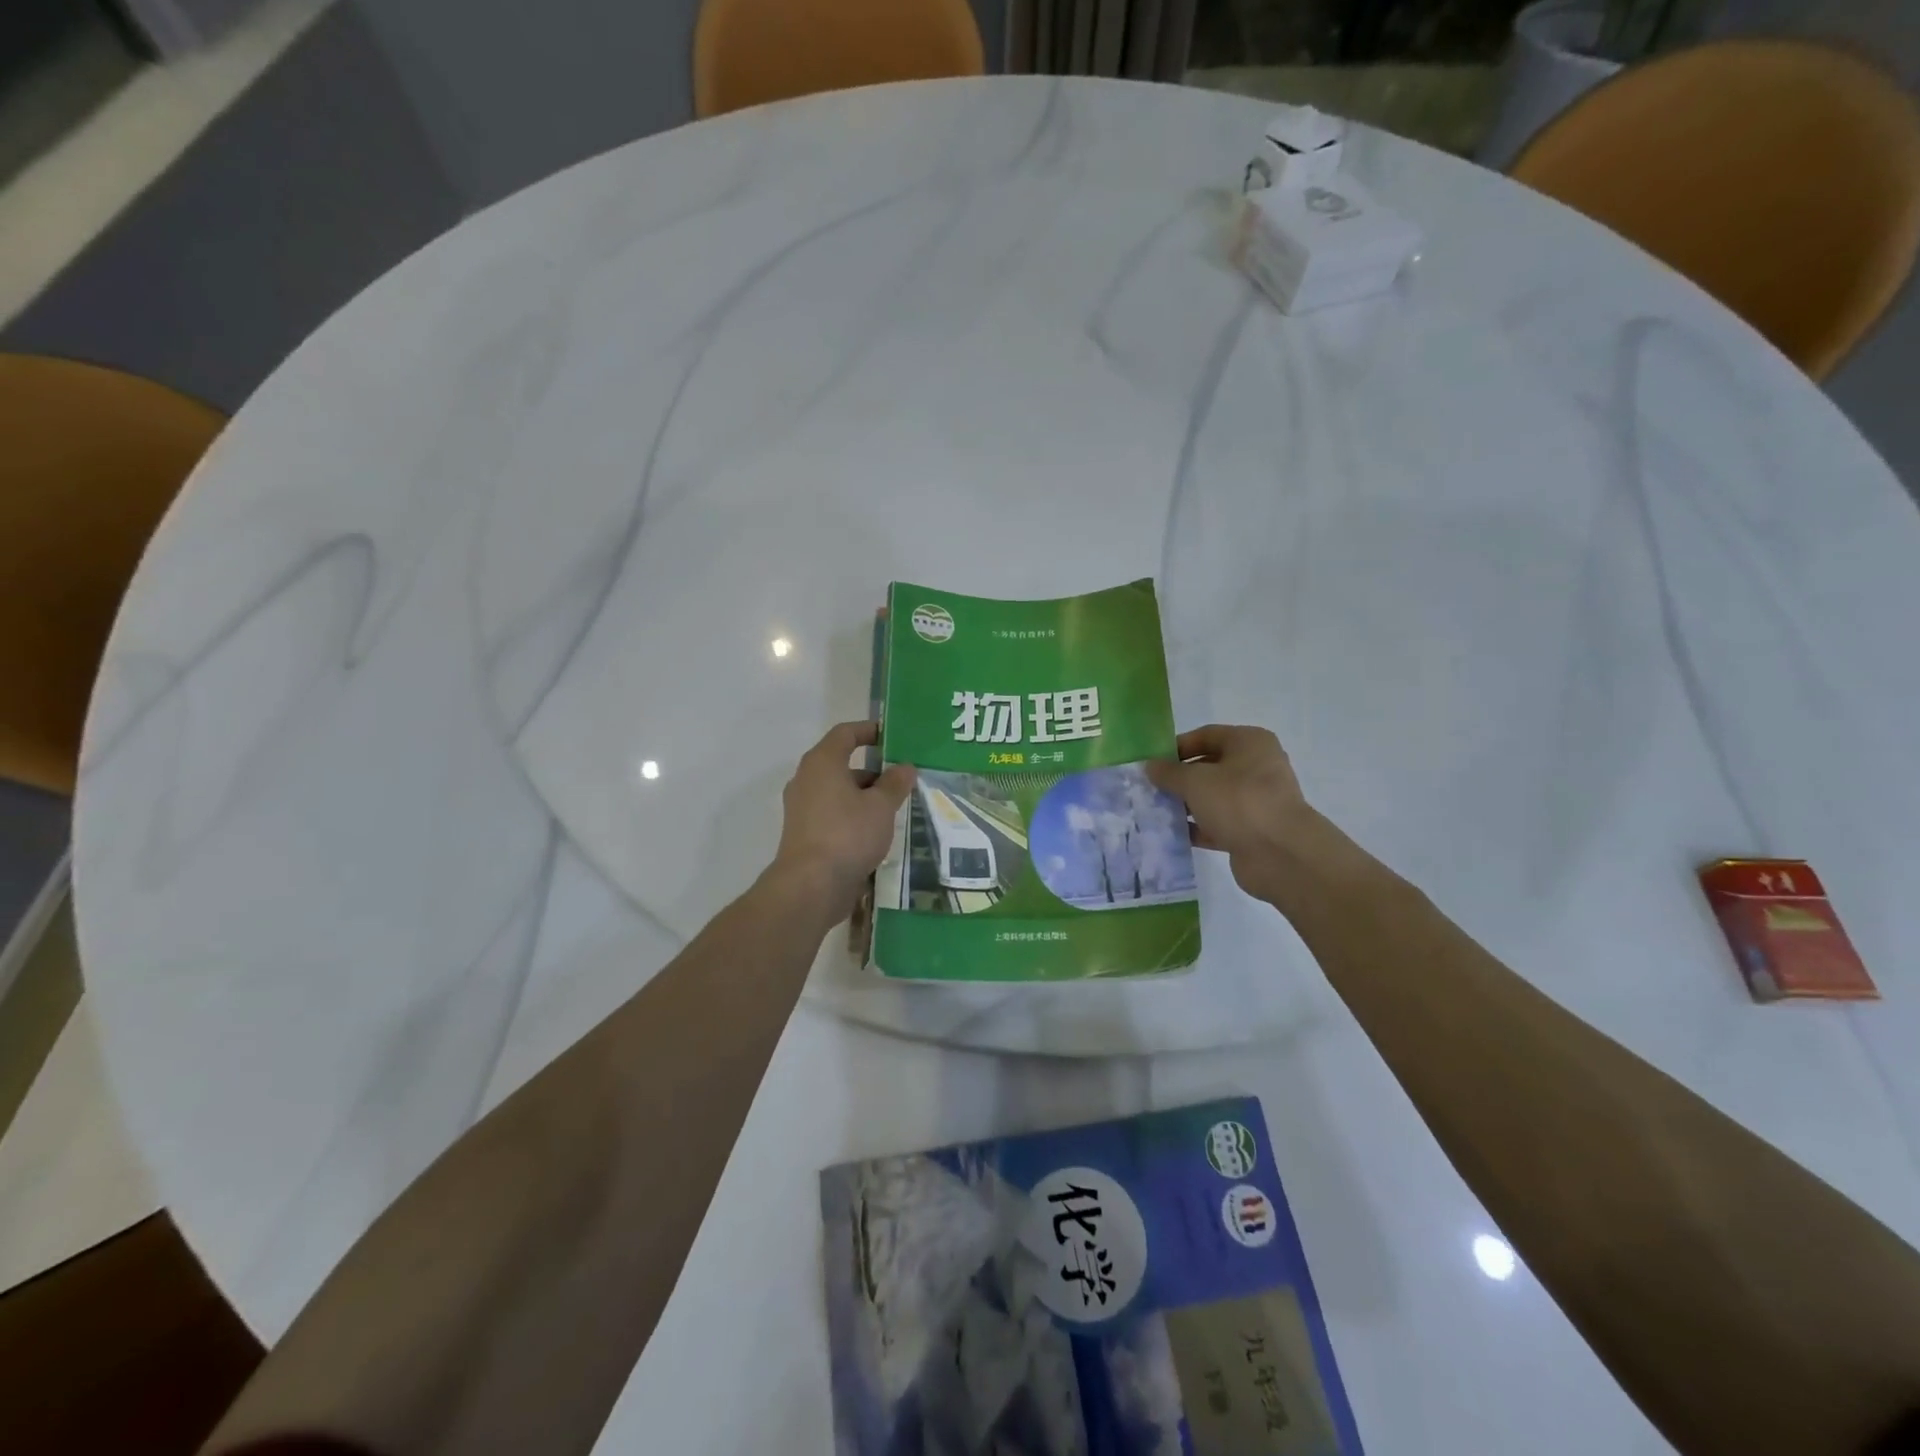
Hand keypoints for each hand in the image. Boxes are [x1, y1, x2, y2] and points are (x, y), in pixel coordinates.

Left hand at [770, 721, 915, 919]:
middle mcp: (807, 780)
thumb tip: (905, 767)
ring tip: (895, 810)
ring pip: (838, 792)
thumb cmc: (848, 834)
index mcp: (822, 763)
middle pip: (842, 764)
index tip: (890, 737)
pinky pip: (833, 815)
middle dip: (873, 771)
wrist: (811, 886)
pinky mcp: (804, 834)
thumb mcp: (881, 806)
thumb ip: (895, 783)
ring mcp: (802, 808)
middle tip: (902, 780)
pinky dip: (853, 816)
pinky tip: (876, 833)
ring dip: (865, 797)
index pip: (845, 733)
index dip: (868, 731)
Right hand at [1146, 725, 1326, 904]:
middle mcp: (1256, 767)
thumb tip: (1150, 766)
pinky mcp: (1251, 830)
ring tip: (1155, 811)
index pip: (1206, 735)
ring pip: (1212, 797)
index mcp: (1249, 743)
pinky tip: (1171, 833)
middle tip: (1150, 788)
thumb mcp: (1195, 781)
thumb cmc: (1239, 801)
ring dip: (1185, 803)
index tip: (1152, 762)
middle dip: (1179, 778)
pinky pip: (1217, 823)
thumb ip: (1169, 772)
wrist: (1281, 854)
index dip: (1177, 746)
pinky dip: (1196, 827)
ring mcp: (1255, 801)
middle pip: (1209, 766)